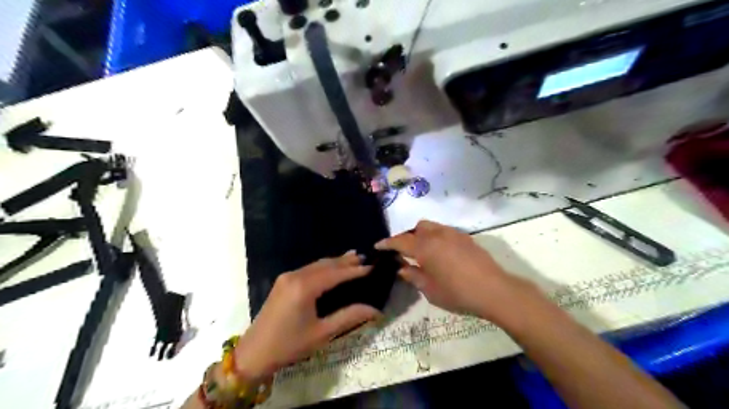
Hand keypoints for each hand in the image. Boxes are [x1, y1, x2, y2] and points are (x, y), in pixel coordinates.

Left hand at [234, 253, 381, 379]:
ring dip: (336, 262)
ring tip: (354, 258)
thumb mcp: (321, 333)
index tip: (372, 267)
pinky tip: (333, 268)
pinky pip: (309, 269)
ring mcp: (287, 277)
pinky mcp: (283, 281)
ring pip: (317, 265)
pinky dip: (324, 267)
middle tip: (366, 259)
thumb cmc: (289, 345)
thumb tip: (375, 309)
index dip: (354, 270)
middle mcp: (295, 276)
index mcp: (304, 287)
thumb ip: (349, 317)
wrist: (253, 353)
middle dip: (346, 261)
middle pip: (326, 264)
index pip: (336, 274)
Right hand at [376, 220, 529, 321]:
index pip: (400, 241)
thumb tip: (402, 268)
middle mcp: (438, 235)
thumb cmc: (457, 293)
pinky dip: (437, 238)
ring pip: (432, 227)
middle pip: (417, 227)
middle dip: (408, 237)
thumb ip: (413, 276)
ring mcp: (454, 234)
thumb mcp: (429, 290)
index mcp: (425, 247)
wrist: (494, 290)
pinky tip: (442, 255)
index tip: (378, 245)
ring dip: (423, 236)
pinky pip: (445, 232)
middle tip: (406, 253)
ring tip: (425, 253)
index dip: (387, 243)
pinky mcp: (466, 238)